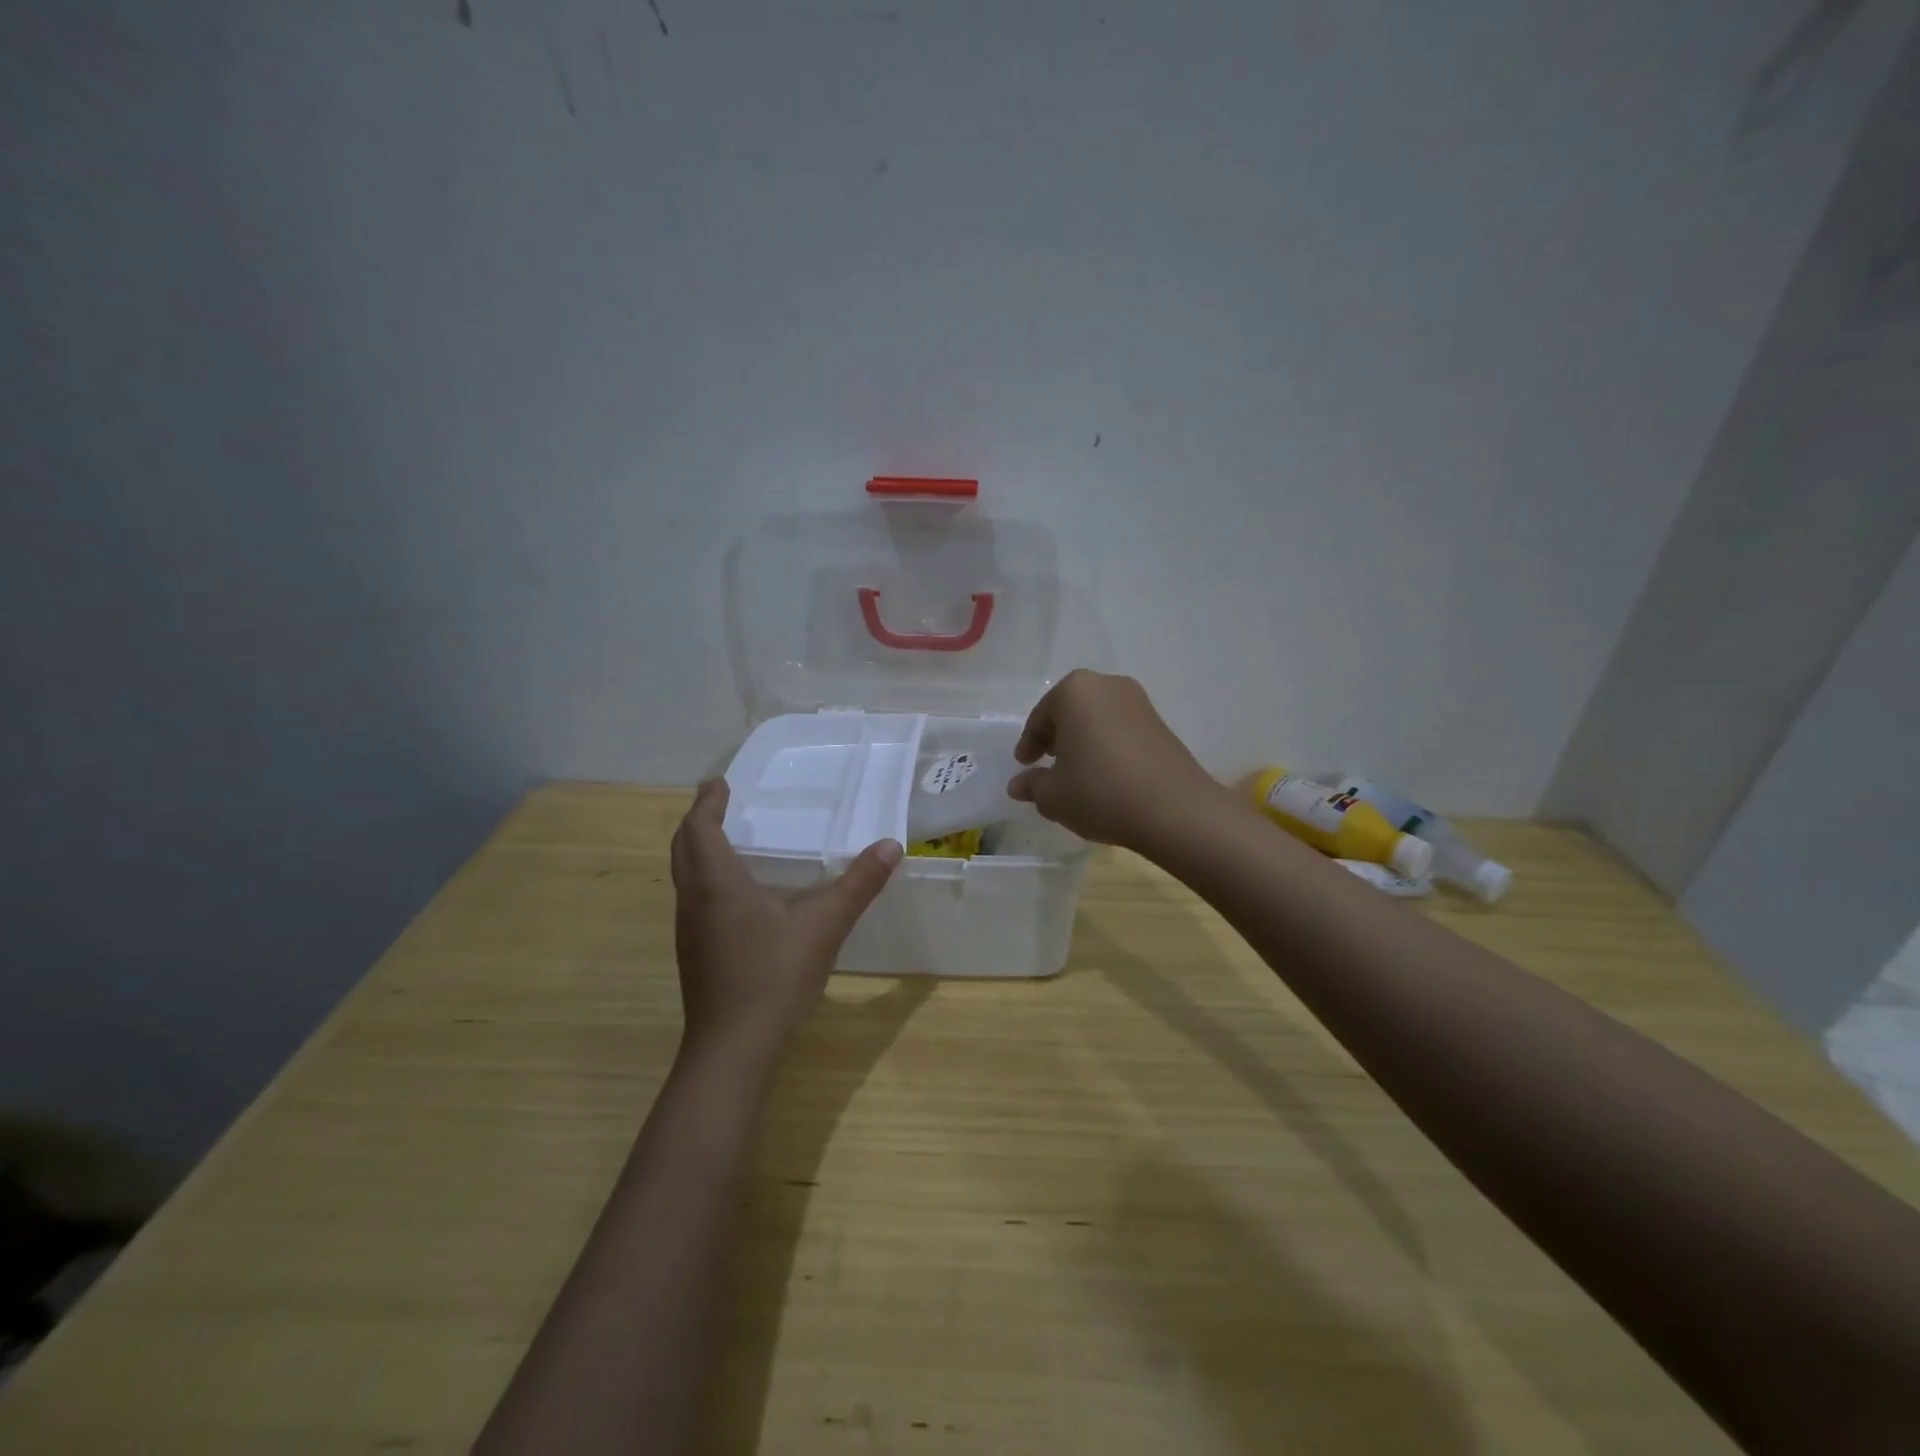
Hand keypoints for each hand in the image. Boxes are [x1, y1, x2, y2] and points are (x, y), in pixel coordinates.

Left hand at [670, 779, 901, 1061]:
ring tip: (726, 840)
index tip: (719, 783)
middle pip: (682, 849)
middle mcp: (693, 902)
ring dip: (698, 851)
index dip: (707, 803)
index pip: (699, 829)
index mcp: (716, 885)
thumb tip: (891, 845)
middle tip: (718, 802)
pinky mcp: (695, 955)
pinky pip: (693, 900)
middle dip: (697, 821)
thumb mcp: (824, 926)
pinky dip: (706, 879)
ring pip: (684, 877)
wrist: (732, 1051)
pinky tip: (736, 896)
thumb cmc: (773, 978)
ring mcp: (689, 932)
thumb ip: (858, 885)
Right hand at [1007, 670, 1223, 851]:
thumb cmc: (1101, 792)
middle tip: (1046, 763)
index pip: (1040, 718)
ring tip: (1076, 772)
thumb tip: (1018, 784)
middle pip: (1070, 711)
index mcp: (1074, 692)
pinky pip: (1120, 730)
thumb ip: (1032, 785)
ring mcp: (1138, 702)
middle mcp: (1107, 686)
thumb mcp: (1053, 796)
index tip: (1024, 765)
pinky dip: (1107, 746)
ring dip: (1083, 741)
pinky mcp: (1161, 723)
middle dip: (1056, 736)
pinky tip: (1105, 775)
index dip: (1028, 744)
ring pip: (1097, 719)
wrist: (1175, 810)